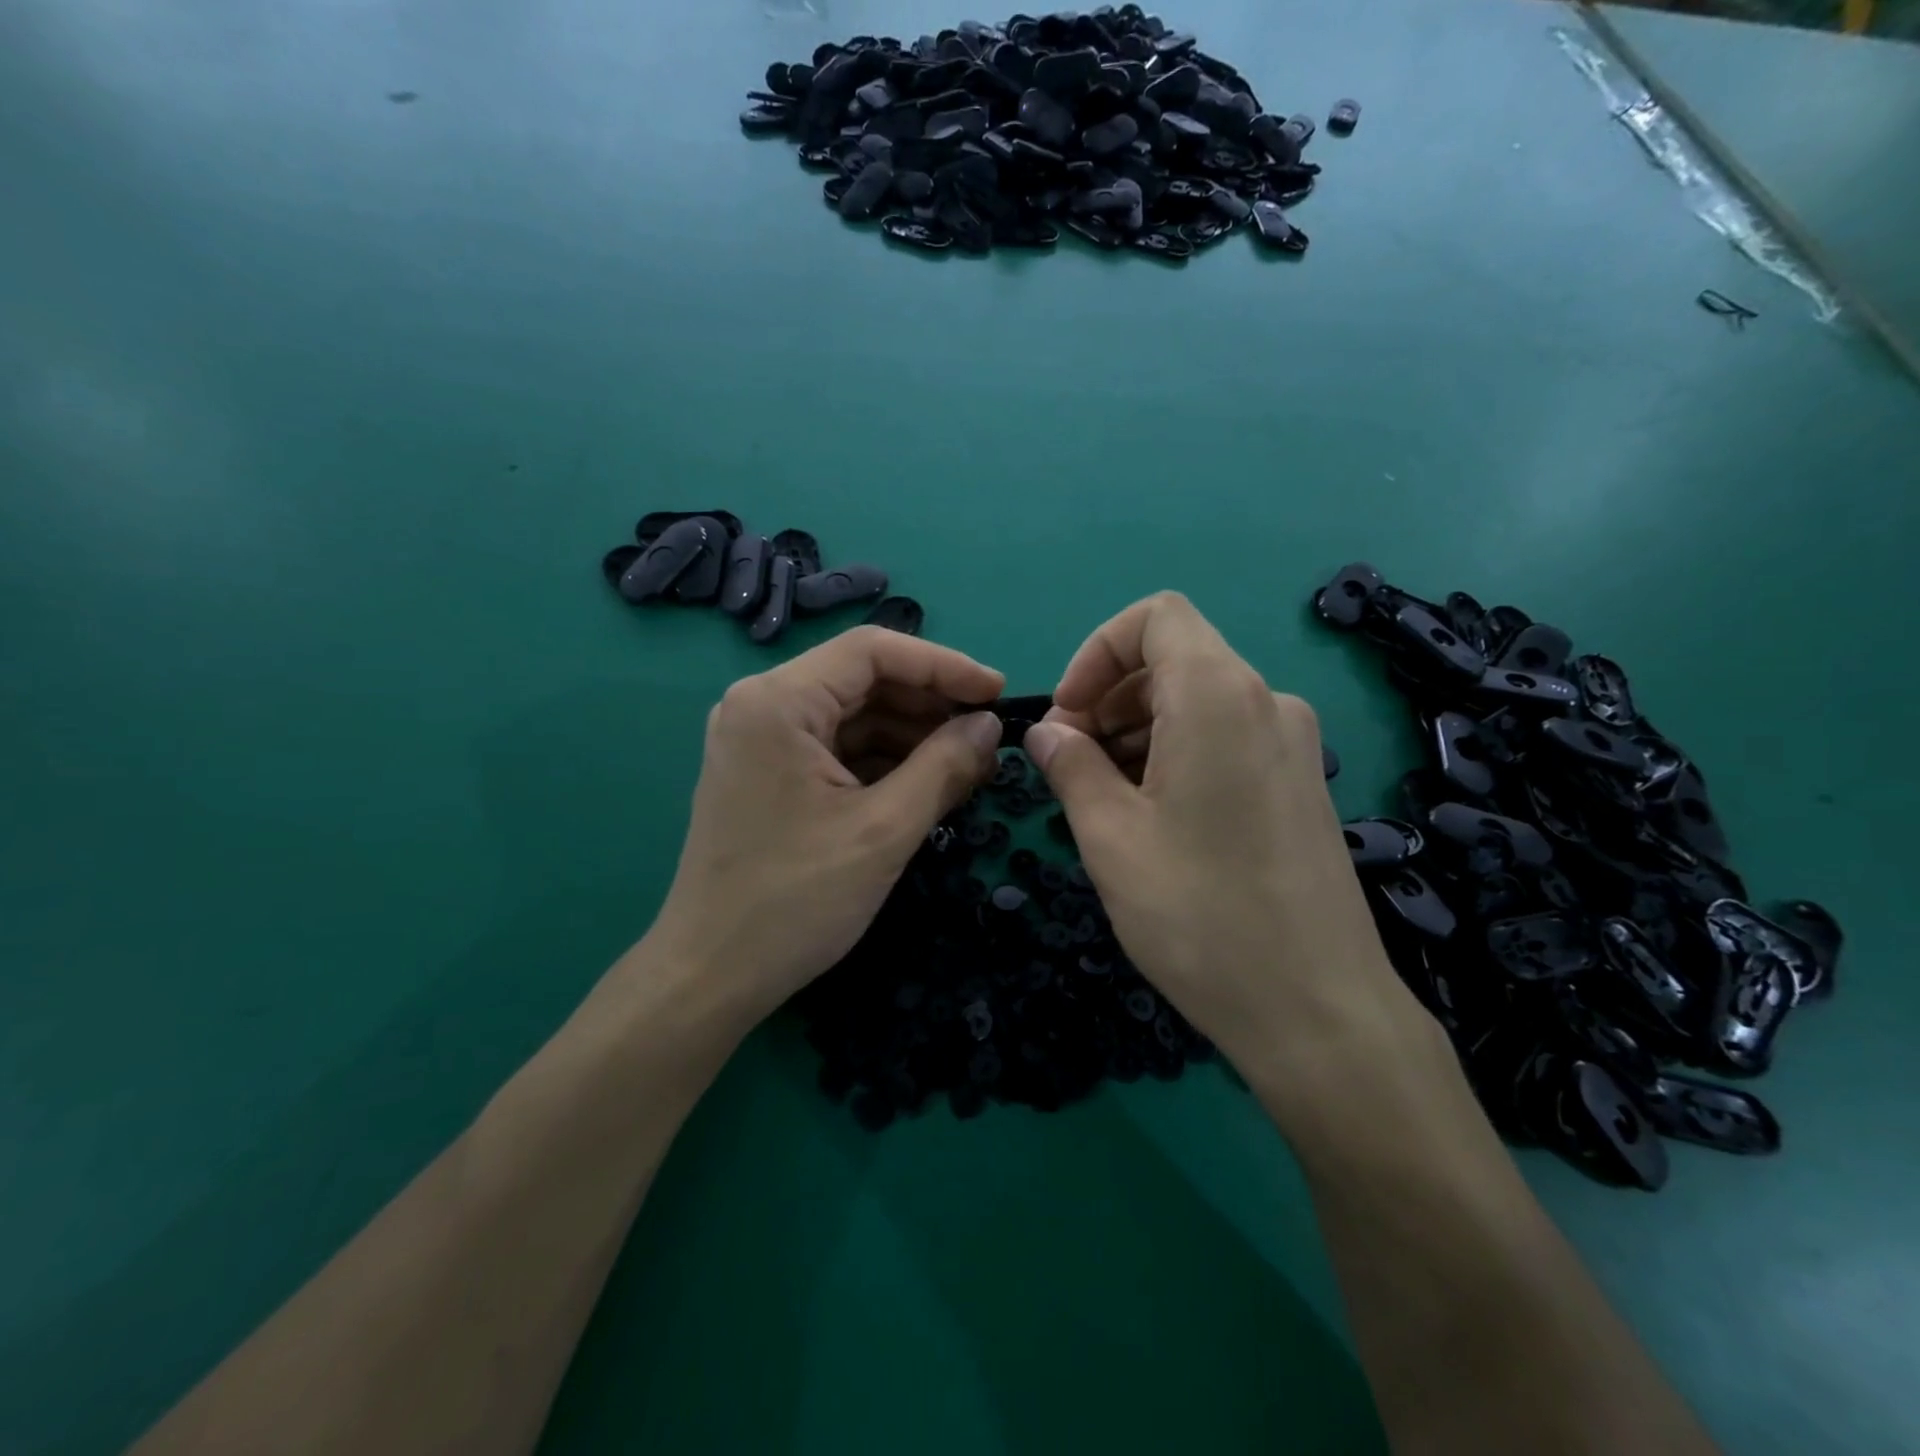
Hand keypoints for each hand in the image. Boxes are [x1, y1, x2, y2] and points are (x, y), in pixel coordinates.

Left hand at [647, 625, 1004, 1028]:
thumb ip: (945, 766)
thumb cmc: (795, 901)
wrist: (710, 976)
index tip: (997, 694)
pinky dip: (883, 762)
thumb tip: (990, 726)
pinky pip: (836, 748)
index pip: (873, 651)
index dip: (944, 666)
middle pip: (863, 680)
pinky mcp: (767, 773)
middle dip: (930, 706)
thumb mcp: (884, 830)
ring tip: (969, 767)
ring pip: (853, 716)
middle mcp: (761, 704)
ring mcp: (760, 740)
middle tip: (988, 739)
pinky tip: (927, 784)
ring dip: (912, 736)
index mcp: (777, 701)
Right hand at [1022, 593, 1439, 1105]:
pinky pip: (1227, 737)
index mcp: (1218, 696)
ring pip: (1198, 700)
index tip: (1069, 717)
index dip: (1096, 653)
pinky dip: (1177, 752)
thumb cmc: (1200, 915)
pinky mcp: (1301, 783)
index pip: (1155, 617)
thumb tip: (1047, 732)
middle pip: (1174, 659)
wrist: (1319, 1011)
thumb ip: (1070, 767)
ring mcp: (1293, 743)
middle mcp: (1266, 702)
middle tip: (1070, 764)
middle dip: (1109, 696)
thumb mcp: (1111, 837)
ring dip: (1138, 728)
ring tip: (1103, 796)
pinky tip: (1152, 815)